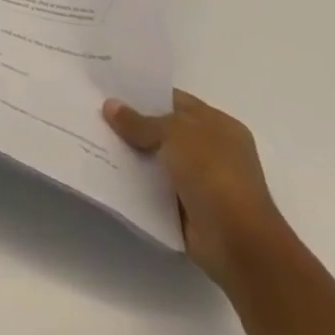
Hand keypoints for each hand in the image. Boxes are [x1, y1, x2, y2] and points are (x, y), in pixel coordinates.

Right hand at [103, 89, 289, 288]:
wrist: (239, 244)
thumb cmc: (213, 174)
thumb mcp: (174, 133)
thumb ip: (140, 121)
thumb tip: (110, 105)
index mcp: (219, 125)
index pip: (175, 101)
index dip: (144, 95)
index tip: (110, 91)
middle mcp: (213, 150)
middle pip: (164, 130)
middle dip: (134, 125)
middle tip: (95, 113)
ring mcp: (203, 182)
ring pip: (158, 159)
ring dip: (133, 155)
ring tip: (95, 140)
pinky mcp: (190, 210)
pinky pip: (156, 188)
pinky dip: (137, 183)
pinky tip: (109, 172)